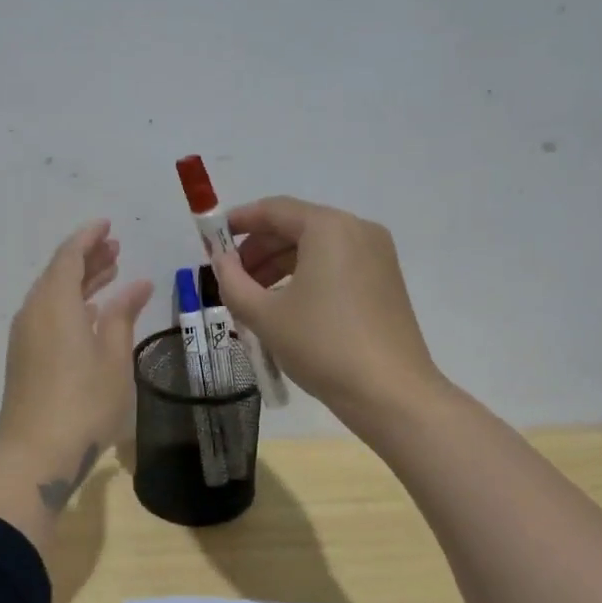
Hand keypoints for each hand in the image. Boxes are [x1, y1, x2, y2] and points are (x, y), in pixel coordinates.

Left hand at [0, 220, 153, 500]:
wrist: (35, 455)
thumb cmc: (84, 403)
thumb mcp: (113, 358)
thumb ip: (122, 315)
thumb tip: (137, 285)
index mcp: (55, 303)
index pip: (69, 256)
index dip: (89, 238)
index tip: (108, 225)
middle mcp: (34, 312)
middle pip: (59, 273)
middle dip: (87, 258)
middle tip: (116, 249)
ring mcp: (25, 336)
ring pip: (53, 295)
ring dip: (80, 282)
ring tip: (111, 273)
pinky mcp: (24, 358)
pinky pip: (47, 315)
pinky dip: (71, 305)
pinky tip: (92, 314)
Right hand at [207, 197, 445, 429]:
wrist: (390, 393)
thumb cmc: (322, 345)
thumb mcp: (264, 315)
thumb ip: (232, 282)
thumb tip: (221, 262)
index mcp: (328, 228)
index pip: (274, 210)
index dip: (238, 222)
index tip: (211, 240)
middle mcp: (357, 230)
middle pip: (296, 226)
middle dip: (258, 249)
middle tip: (231, 277)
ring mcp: (377, 255)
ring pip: (316, 247)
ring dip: (280, 265)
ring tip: (253, 298)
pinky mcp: (385, 280)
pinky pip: (336, 264)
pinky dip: (306, 276)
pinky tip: (287, 306)